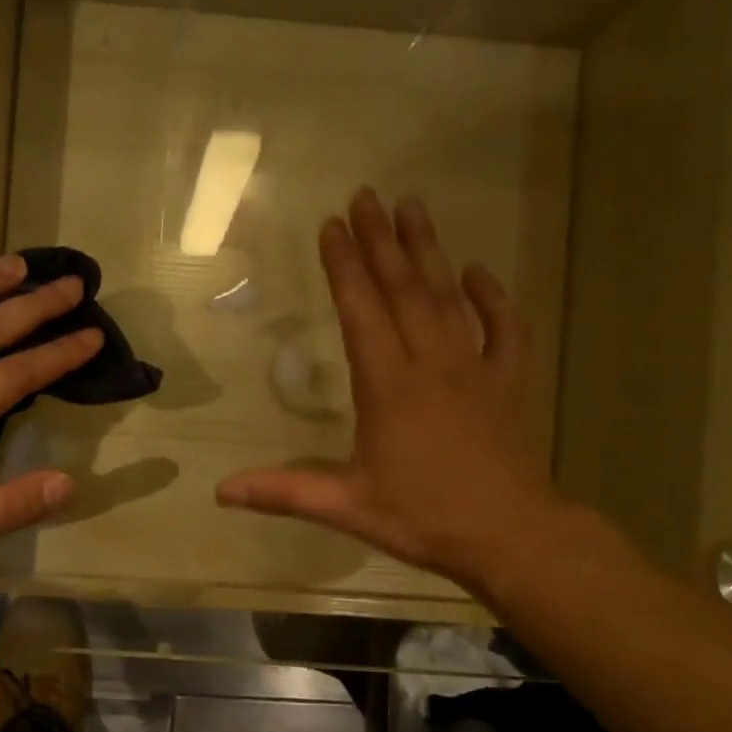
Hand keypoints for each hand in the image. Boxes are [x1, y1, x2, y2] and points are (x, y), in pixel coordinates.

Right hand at [217, 188, 568, 594]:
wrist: (512, 535)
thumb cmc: (424, 518)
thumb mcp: (346, 508)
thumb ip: (283, 492)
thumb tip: (220, 491)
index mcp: (389, 387)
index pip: (361, 312)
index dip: (344, 267)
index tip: (332, 225)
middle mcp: (431, 364)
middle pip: (404, 290)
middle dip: (382, 241)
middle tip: (367, 195)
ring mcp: (475, 369)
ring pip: (449, 297)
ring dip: (429, 251)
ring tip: (413, 208)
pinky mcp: (508, 383)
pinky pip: (503, 329)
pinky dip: (492, 297)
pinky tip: (478, 272)